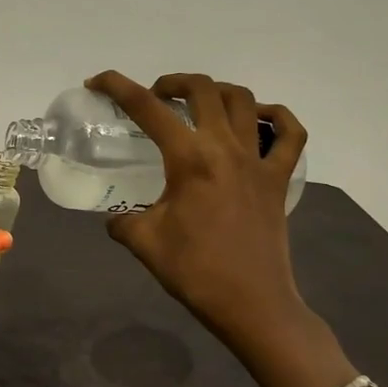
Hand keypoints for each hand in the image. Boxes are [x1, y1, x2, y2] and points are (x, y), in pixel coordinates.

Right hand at [86, 70, 314, 365]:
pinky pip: (290, 135)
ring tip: (197, 104)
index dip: (117, 86)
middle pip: (202, 89)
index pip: (147, 108)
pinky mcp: (279, 179)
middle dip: (172, 82)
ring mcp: (258, 161)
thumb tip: (115, 217)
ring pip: (244, 100)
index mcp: (189, 159)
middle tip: (154, 97)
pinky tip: (258, 119)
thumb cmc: (194, 271)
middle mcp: (225, 148)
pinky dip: (276, 117)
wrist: (251, 304)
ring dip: (216, 91)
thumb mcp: (143, 242)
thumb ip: (122, 220)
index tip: (97, 82)